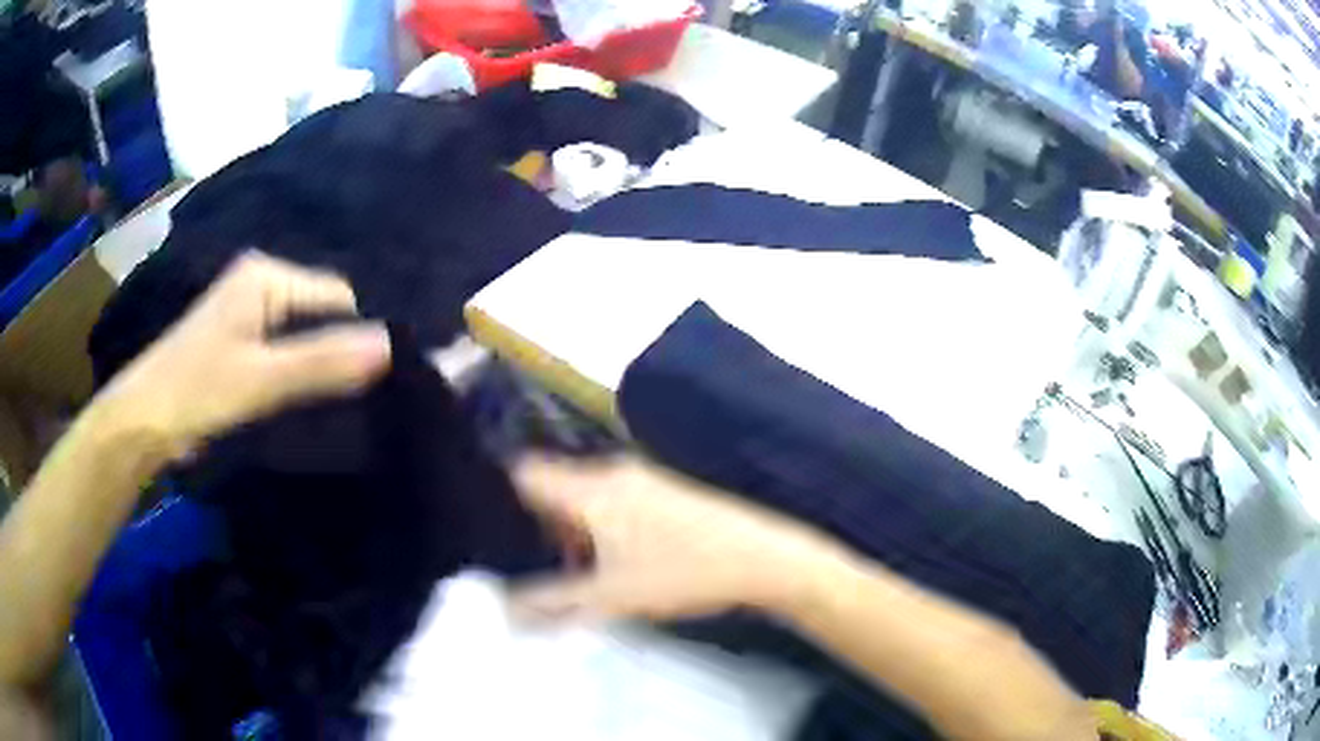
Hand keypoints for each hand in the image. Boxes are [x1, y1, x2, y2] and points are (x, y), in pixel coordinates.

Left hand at [95, 252, 390, 457]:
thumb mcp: (261, 379)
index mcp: (266, 276)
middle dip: (341, 349)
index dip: (361, 332)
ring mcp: (248, 311)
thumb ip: (322, 361)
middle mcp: (261, 282)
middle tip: (370, 393)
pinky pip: (285, 348)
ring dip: (322, 363)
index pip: (338, 294)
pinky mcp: (240, 340)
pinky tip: (315, 397)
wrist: (143, 422)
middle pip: (321, 312)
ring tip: (350, 399)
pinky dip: (302, 371)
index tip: (385, 377)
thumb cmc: (197, 391)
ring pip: (304, 333)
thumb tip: (393, 346)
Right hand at [510, 456, 843, 621]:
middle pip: (555, 487)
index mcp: (592, 490)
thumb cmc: (682, 574)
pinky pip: (613, 500)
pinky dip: (602, 526)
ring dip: (575, 529)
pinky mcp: (665, 491)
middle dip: (541, 524)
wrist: (762, 558)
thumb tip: (505, 608)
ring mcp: (643, 479)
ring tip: (579, 573)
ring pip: (586, 497)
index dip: (503, 497)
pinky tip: (618, 563)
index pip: (527, 475)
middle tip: (538, 565)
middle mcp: (612, 473)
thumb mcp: (611, 597)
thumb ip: (552, 604)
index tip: (494, 531)